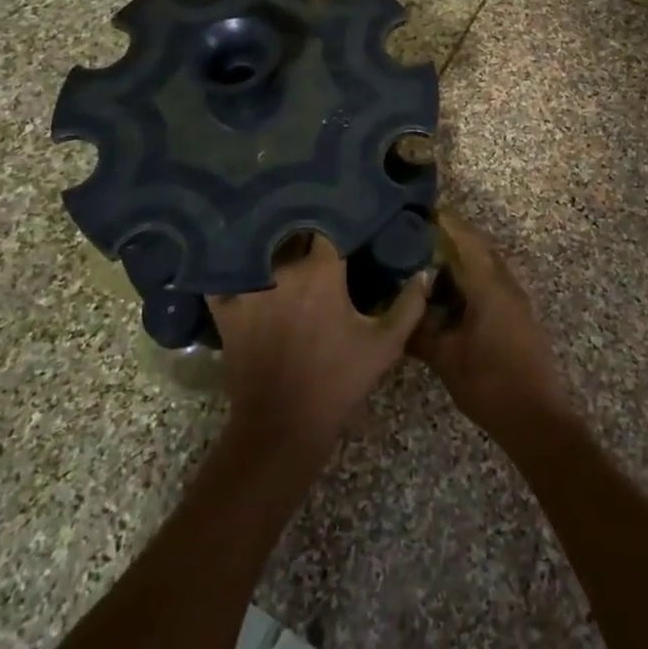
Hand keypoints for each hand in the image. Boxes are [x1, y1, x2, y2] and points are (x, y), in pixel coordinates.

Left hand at [208, 234, 428, 455]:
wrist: (284, 427)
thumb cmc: (338, 382)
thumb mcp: (384, 346)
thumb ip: (408, 305)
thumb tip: (425, 272)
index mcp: (322, 271)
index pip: (328, 228)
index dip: (336, 222)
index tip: (343, 221)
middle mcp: (283, 270)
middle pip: (291, 234)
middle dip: (302, 230)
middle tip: (311, 231)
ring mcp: (250, 288)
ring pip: (259, 250)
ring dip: (269, 244)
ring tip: (275, 237)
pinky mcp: (226, 309)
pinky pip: (222, 277)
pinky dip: (228, 269)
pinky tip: (234, 261)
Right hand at [410, 213, 573, 440]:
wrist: (536, 418)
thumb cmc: (489, 383)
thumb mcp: (445, 358)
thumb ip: (420, 330)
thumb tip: (399, 310)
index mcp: (489, 285)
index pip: (466, 240)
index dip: (446, 223)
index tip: (424, 211)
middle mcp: (506, 284)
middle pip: (480, 248)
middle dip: (454, 237)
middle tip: (422, 235)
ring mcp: (516, 300)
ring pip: (488, 265)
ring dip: (464, 259)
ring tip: (432, 262)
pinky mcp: (519, 316)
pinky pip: (493, 283)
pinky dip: (473, 278)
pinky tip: (452, 294)